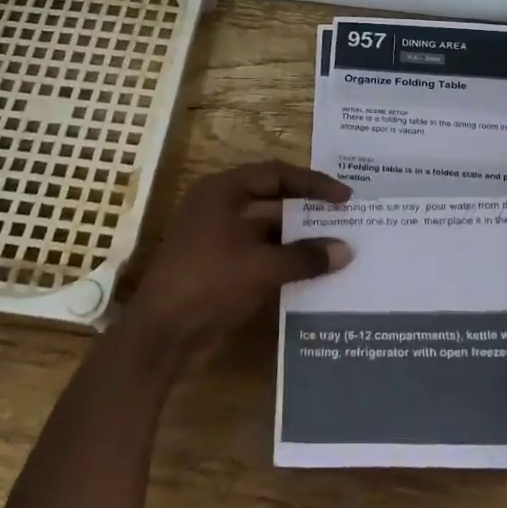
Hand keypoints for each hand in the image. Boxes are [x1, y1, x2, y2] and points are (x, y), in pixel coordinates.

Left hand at [120, 160, 352, 356]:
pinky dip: (282, 256)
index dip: (313, 183)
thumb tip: (345, 250)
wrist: (161, 333)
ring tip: (334, 244)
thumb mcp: (261, 268)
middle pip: (270, 196)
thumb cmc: (209, 283)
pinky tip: (309, 270)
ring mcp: (214, 235)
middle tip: (343, 215)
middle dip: (307, 207)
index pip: (276, 174)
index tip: (345, 197)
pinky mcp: (216, 262)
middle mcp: (217, 205)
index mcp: (222, 191)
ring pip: (265, 226)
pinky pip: (257, 250)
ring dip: (296, 235)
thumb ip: (304, 256)